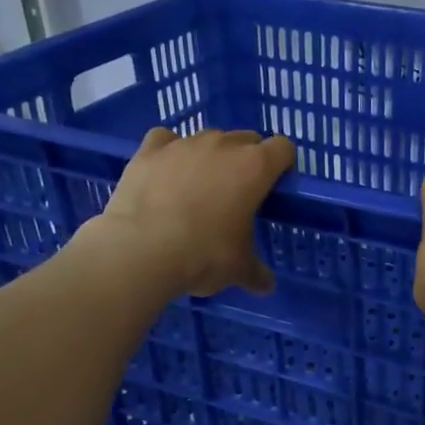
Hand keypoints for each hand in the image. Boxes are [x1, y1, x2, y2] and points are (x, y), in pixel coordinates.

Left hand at [91, 128, 294, 297]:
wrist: (140, 250)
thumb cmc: (204, 255)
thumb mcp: (238, 269)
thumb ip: (256, 272)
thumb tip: (266, 286)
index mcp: (255, 168)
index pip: (283, 148)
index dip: (282, 164)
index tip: (274, 187)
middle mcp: (223, 145)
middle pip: (246, 139)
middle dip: (246, 160)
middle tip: (238, 194)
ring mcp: (184, 144)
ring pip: (208, 138)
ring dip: (210, 157)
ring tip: (198, 188)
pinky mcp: (149, 150)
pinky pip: (166, 140)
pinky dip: (169, 152)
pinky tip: (166, 173)